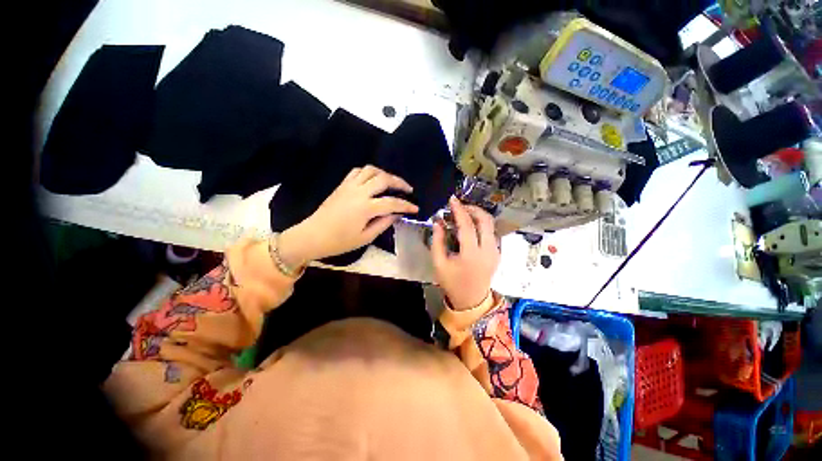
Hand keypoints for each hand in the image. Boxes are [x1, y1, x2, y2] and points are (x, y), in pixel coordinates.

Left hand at [279, 166, 417, 266]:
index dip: (406, 205)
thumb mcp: (365, 237)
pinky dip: (369, 172)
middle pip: (384, 179)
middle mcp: (359, 192)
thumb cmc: (339, 241)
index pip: (392, 202)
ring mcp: (349, 186)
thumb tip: (397, 214)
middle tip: (408, 190)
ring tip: (392, 183)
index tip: (415, 208)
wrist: (312, 236)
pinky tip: (373, 180)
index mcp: (365, 208)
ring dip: (385, 174)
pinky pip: (358, 171)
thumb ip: (383, 224)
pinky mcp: (342, 185)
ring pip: (371, 170)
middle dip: (399, 182)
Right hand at [432, 197, 499, 310]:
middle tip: (459, 206)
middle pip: (485, 220)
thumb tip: (438, 221)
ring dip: (477, 215)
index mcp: (471, 255)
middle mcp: (488, 250)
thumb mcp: (439, 263)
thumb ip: (437, 241)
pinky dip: (481, 224)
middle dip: (472, 208)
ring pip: (491, 224)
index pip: (467, 226)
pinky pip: (491, 232)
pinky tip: (470, 226)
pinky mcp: (498, 253)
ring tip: (463, 214)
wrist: (471, 300)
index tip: (452, 199)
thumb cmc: (452, 282)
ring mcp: (496, 251)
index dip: (459, 210)